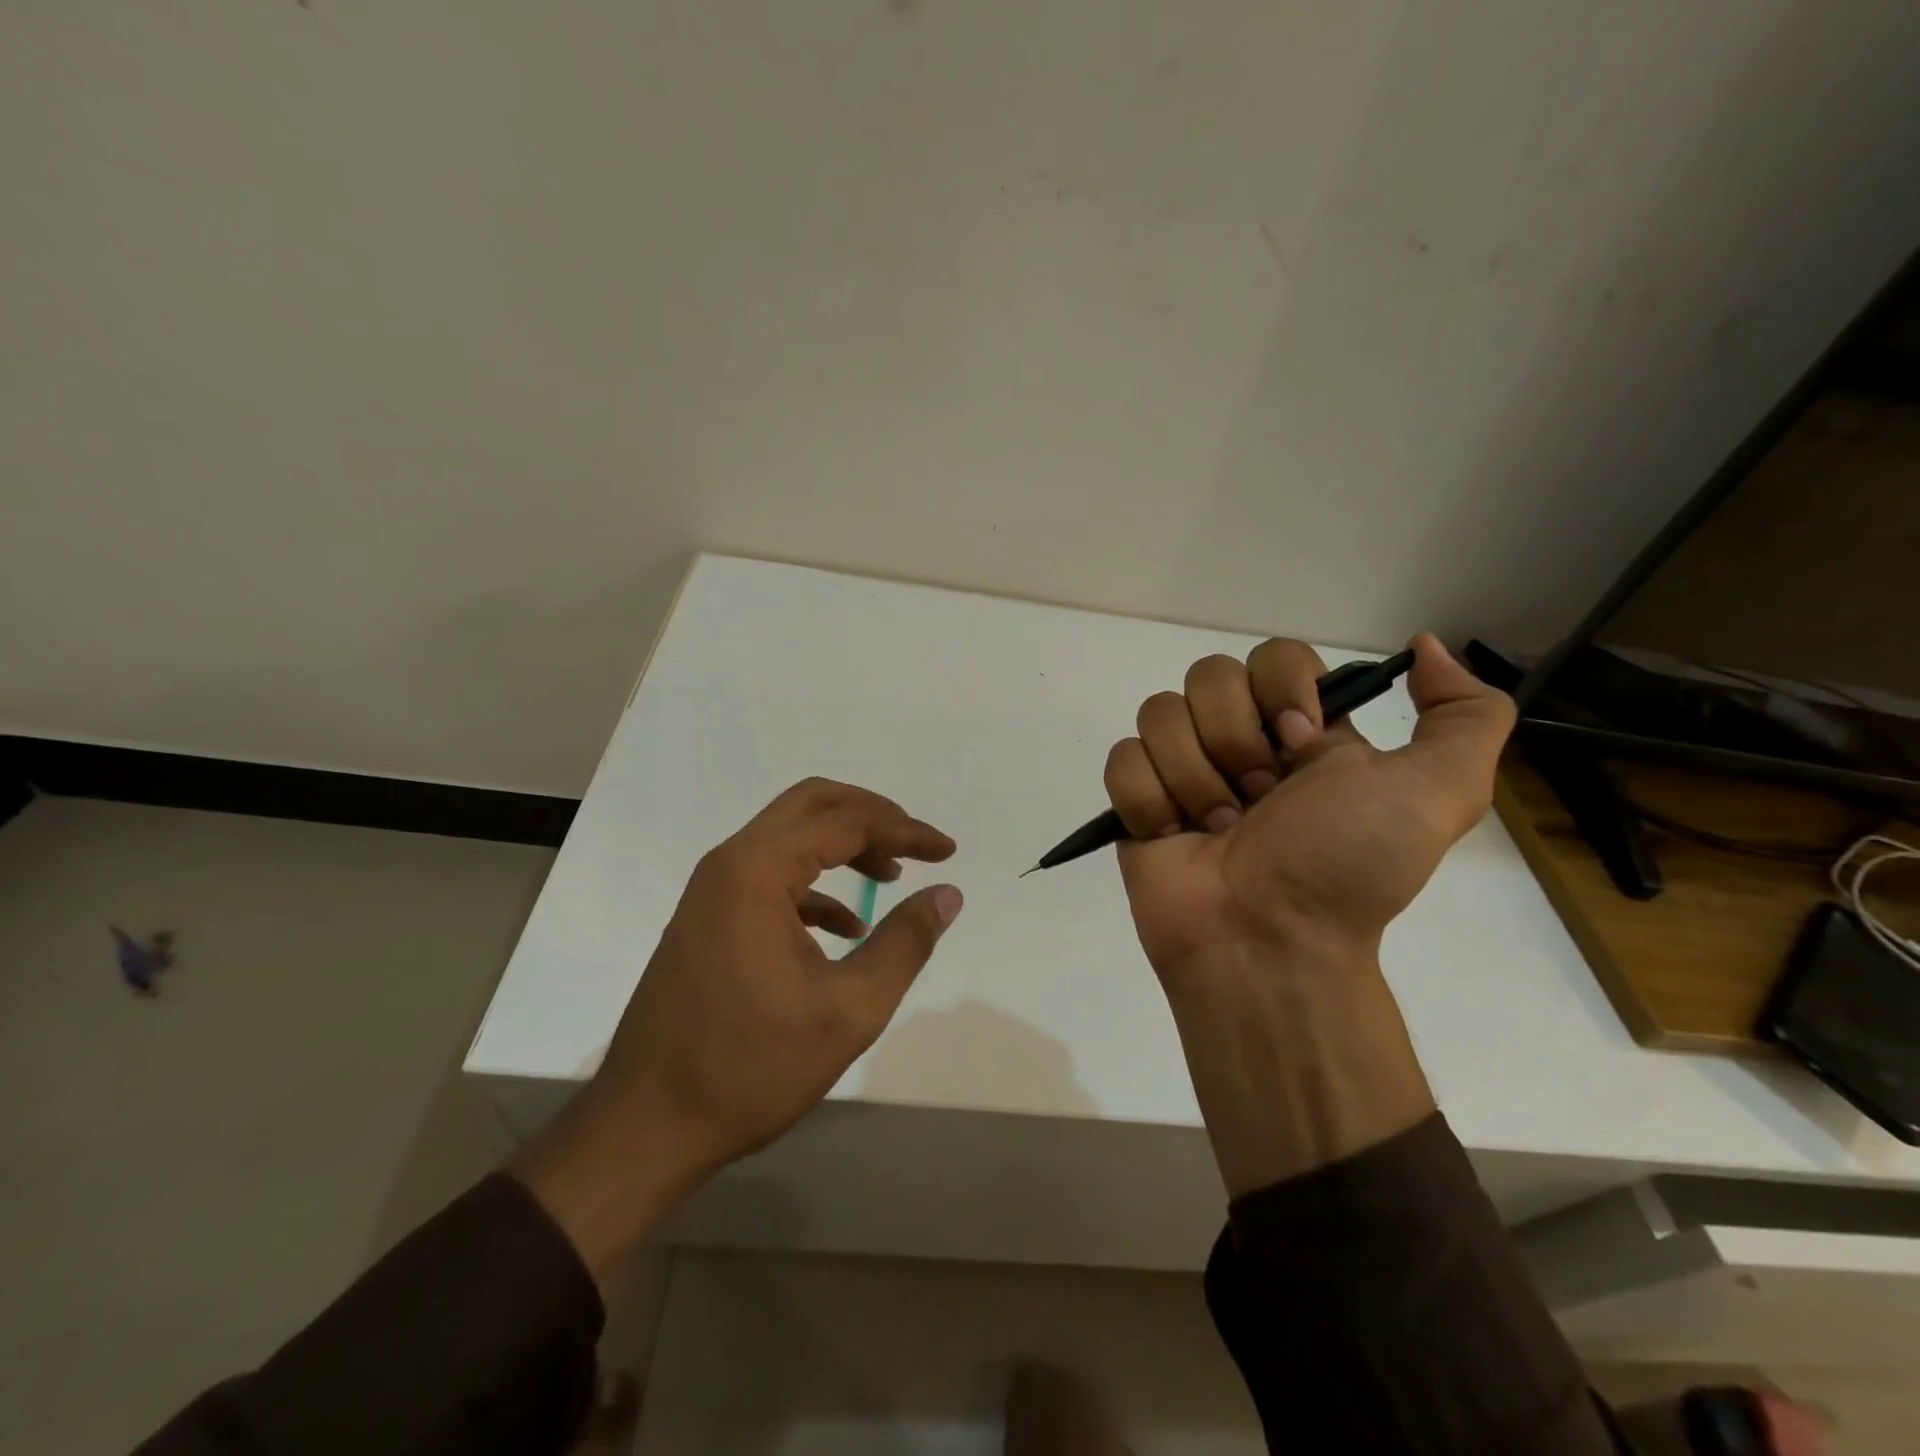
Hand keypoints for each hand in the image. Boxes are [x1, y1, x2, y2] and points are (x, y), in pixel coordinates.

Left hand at [514, 778, 962, 1275]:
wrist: (647, 1126)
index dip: (904, 830)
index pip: (846, 822)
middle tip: (915, 844)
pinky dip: (815, 885)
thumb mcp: (850, 1009)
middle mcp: (729, 864)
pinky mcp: (707, 920)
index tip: (948, 851)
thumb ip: (906, 942)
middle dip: (870, 816)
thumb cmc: (751, 1067)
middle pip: (810, 805)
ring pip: (789, 837)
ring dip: (843, 846)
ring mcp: (712, 891)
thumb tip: (947, 894)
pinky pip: (770, 877)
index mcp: (757, 870)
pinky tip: (848, 928)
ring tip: (890, 877)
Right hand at [1103, 633, 1513, 1192]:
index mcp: (1303, 728)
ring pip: (1159, 713)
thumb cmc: (1347, 866)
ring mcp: (1183, 767)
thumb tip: (1424, 647)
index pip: (1274, 654)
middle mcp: (1241, 738)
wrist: (1268, 942)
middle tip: (1258, 801)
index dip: (1281, 691)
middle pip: (1207, 676)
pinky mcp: (1138, 799)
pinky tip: (1174, 836)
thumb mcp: (1439, 793)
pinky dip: (1151, 800)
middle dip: (1235, 742)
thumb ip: (1466, 715)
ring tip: (1217, 831)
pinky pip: (1123, 757)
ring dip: (1194, 779)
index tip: (1301, 747)